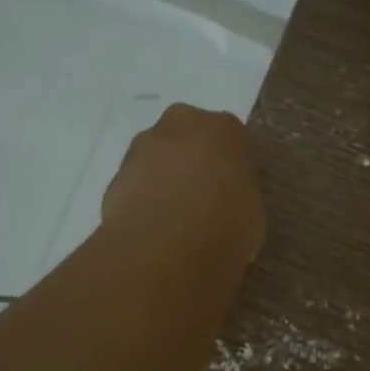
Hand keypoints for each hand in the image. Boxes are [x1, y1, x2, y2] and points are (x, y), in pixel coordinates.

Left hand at [102, 104, 265, 262]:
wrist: (162, 247)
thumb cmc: (224, 225)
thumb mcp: (253, 214)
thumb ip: (239, 195)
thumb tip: (228, 202)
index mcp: (224, 128)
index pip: (234, 142)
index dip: (234, 169)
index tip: (235, 194)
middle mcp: (182, 123)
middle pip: (191, 139)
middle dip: (195, 164)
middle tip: (204, 201)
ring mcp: (144, 145)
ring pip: (161, 158)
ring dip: (167, 178)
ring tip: (175, 220)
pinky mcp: (116, 171)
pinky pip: (138, 181)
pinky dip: (145, 197)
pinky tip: (153, 227)